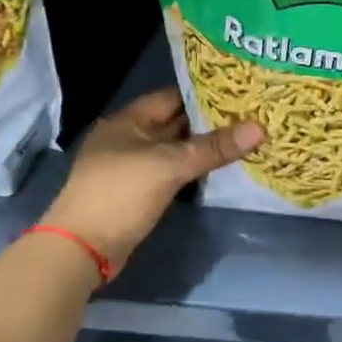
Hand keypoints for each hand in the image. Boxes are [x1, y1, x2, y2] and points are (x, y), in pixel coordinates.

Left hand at [40, 88, 262, 274]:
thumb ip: (214, 147)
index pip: (173, 96)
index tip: (240, 93)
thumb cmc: (120, 194)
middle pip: (175, 123)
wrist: (81, 249)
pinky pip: (172, 171)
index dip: (205, 93)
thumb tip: (259, 127)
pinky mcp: (138, 192)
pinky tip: (220, 168)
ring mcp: (132, 166)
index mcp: (128, 120)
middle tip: (250, 115)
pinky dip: (193, 169)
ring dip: (204, 147)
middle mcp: (128, 138)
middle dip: (209, 121)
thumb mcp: (170, 166)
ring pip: (175, 149)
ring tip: (243, 138)